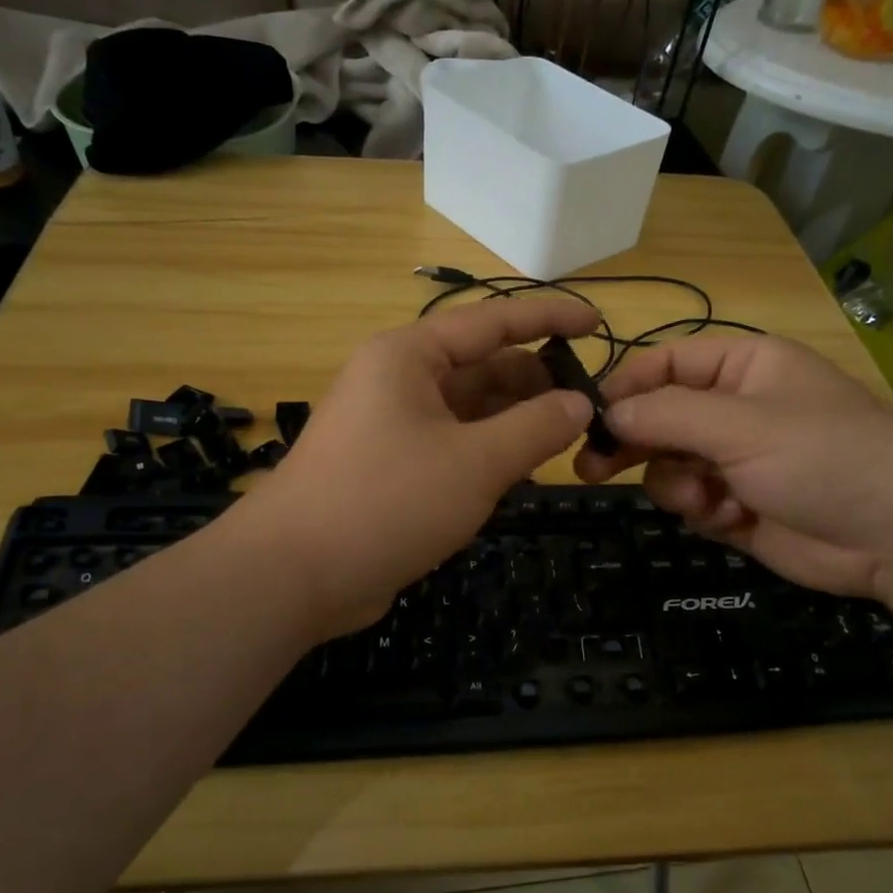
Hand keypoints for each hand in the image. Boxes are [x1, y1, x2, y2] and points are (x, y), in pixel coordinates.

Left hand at [237, 296, 598, 636]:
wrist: (295, 574)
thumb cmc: (388, 502)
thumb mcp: (475, 463)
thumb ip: (535, 428)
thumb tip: (580, 403)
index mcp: (409, 357)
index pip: (492, 320)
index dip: (549, 318)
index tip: (598, 325)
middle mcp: (397, 381)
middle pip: (481, 367)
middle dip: (535, 383)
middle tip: (589, 408)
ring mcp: (390, 426)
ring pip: (467, 410)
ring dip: (514, 422)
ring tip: (566, 440)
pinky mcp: (388, 468)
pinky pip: (450, 445)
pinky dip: (487, 453)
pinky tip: (521, 472)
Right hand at [574, 334, 892, 599]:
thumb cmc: (823, 457)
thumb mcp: (741, 425)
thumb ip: (666, 415)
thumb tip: (607, 413)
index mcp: (744, 367)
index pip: (666, 363)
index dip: (626, 387)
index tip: (590, 418)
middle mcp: (736, 409)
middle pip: (660, 418)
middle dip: (633, 444)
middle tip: (592, 470)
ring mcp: (737, 460)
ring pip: (670, 466)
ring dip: (677, 485)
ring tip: (705, 500)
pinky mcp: (738, 506)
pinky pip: (692, 502)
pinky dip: (703, 512)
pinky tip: (732, 518)